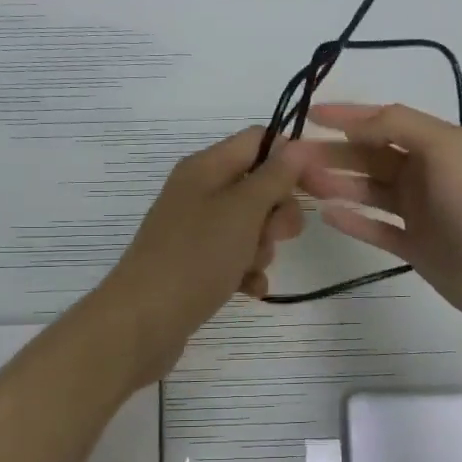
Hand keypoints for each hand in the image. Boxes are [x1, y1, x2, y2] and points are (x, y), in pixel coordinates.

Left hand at [95, 128, 305, 381]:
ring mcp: (195, 230)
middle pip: (257, 186)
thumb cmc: (196, 257)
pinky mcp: (194, 264)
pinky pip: (234, 258)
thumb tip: (298, 145)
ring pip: (249, 226)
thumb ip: (274, 177)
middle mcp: (198, 192)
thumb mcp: (242, 211)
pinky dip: (246, 271)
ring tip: (250, 267)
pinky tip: (249, 290)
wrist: (143, 320)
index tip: (318, 187)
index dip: (291, 158)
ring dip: (262, 247)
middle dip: (277, 212)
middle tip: (276, 235)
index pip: (258, 140)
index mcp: (205, 167)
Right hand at [290, 102, 461, 335]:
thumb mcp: (444, 148)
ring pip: (368, 191)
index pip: (384, 123)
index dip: (347, 117)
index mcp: (436, 145)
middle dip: (332, 154)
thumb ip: (398, 126)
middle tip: (291, 159)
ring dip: (336, 184)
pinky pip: (376, 229)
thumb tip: (354, 122)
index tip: (309, 114)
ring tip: (301, 184)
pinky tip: (326, 215)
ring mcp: (420, 212)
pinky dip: (353, 221)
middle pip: (370, 158)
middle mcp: (425, 174)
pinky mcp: (416, 247)